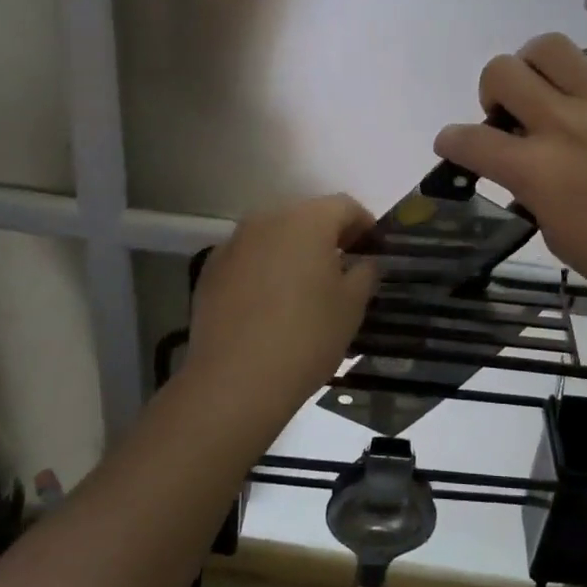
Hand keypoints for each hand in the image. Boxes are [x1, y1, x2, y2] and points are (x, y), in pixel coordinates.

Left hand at [188, 194, 378, 411]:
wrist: (235, 381)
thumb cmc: (306, 336)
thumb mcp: (352, 306)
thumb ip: (365, 272)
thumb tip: (363, 262)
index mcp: (307, 220)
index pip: (344, 206)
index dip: (365, 224)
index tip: (375, 249)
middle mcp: (267, 219)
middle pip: (306, 216)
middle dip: (328, 235)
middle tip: (344, 267)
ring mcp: (234, 242)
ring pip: (274, 235)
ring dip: (294, 251)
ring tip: (306, 286)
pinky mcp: (210, 269)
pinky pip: (249, 257)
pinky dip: (265, 268)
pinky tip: (270, 303)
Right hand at [433, 0, 586, 341]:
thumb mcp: (557, 236)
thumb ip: (533, 193)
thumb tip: (525, 168)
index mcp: (537, 171)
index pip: (470, 141)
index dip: (451, 140)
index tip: (453, 143)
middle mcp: (565, 126)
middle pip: (503, 74)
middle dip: (492, 89)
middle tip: (509, 111)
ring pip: (552, 48)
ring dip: (535, 60)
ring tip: (544, 79)